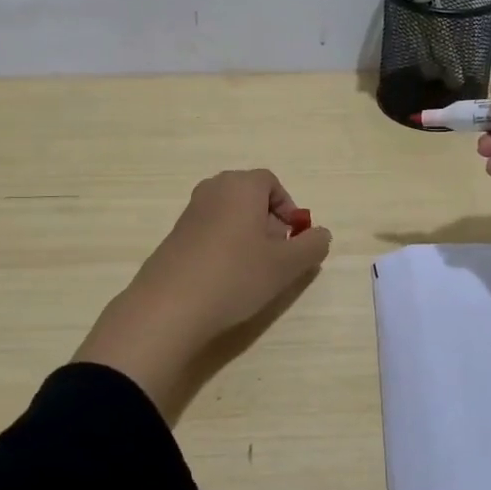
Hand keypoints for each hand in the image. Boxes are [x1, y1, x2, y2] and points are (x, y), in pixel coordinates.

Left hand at [75, 170, 331, 420]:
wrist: (170, 306)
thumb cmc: (235, 275)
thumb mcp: (286, 265)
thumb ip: (311, 246)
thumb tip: (320, 234)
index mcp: (240, 185)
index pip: (272, 183)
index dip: (288, 209)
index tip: (293, 239)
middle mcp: (213, 189)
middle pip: (250, 197)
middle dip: (268, 222)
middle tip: (276, 256)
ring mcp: (190, 212)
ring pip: (230, 215)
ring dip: (247, 236)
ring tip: (252, 271)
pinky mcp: (174, 236)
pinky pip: (210, 231)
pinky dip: (224, 247)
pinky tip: (225, 279)